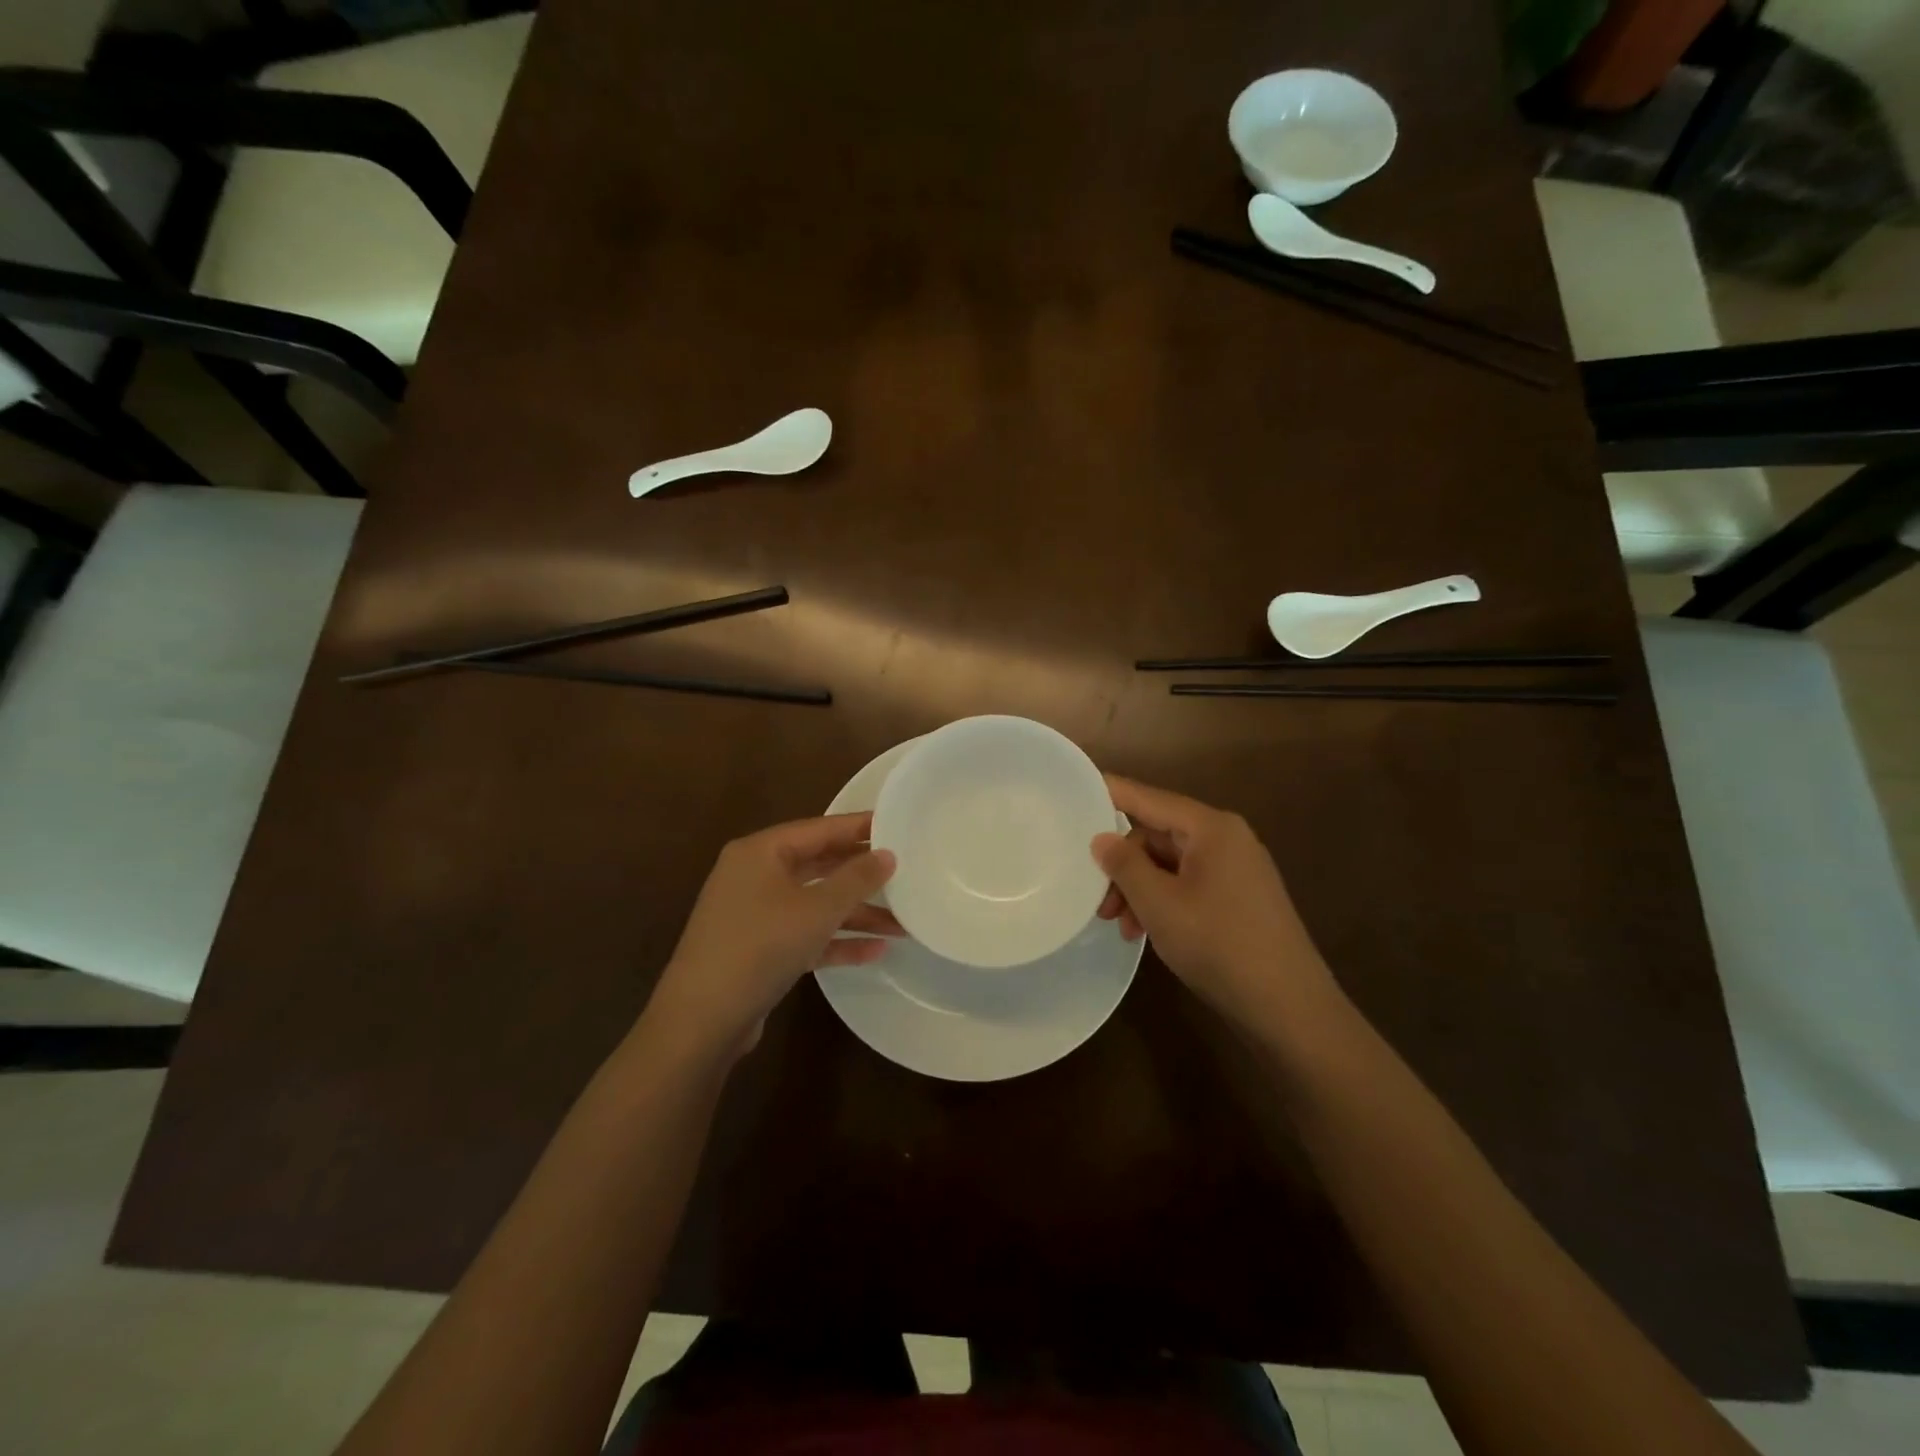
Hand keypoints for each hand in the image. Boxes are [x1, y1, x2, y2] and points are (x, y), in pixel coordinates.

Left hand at [650, 812, 899, 1056]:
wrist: (702, 1020)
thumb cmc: (760, 946)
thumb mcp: (817, 909)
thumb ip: (857, 878)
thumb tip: (888, 854)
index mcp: (761, 852)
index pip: (820, 828)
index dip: (860, 827)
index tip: (899, 825)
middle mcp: (754, 876)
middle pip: (819, 866)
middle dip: (862, 876)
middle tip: (906, 872)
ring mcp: (754, 914)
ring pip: (814, 904)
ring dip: (855, 914)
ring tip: (902, 924)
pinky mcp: (757, 950)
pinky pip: (804, 934)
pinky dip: (835, 940)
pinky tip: (874, 952)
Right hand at [1093, 776, 1340, 1033]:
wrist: (1289, 1007)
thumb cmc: (1219, 945)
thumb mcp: (1159, 904)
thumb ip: (1125, 865)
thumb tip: (1101, 838)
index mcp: (1211, 828)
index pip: (1149, 798)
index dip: (1111, 793)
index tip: (1074, 790)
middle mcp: (1227, 839)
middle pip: (1158, 835)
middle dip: (1124, 865)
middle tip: (1098, 899)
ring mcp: (1237, 869)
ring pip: (1170, 864)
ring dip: (1140, 889)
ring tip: (1121, 926)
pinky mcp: (1240, 898)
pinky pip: (1189, 884)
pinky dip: (1163, 902)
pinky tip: (1146, 932)